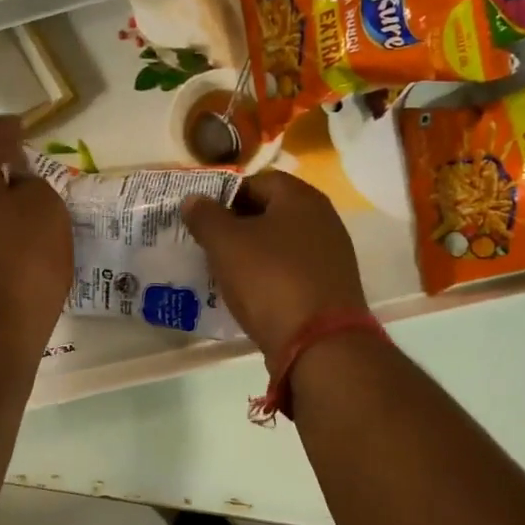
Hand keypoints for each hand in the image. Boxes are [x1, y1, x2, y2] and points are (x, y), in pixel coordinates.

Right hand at [182, 171, 367, 360]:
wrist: (319, 343)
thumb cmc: (270, 281)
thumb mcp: (226, 244)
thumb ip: (206, 216)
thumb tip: (194, 199)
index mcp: (301, 198)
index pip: (258, 181)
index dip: (226, 194)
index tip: (202, 216)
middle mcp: (323, 219)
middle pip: (271, 212)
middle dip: (238, 225)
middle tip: (208, 243)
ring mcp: (331, 255)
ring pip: (281, 244)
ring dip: (252, 253)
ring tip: (223, 270)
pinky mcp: (330, 288)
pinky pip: (292, 272)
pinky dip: (270, 277)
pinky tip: (250, 294)